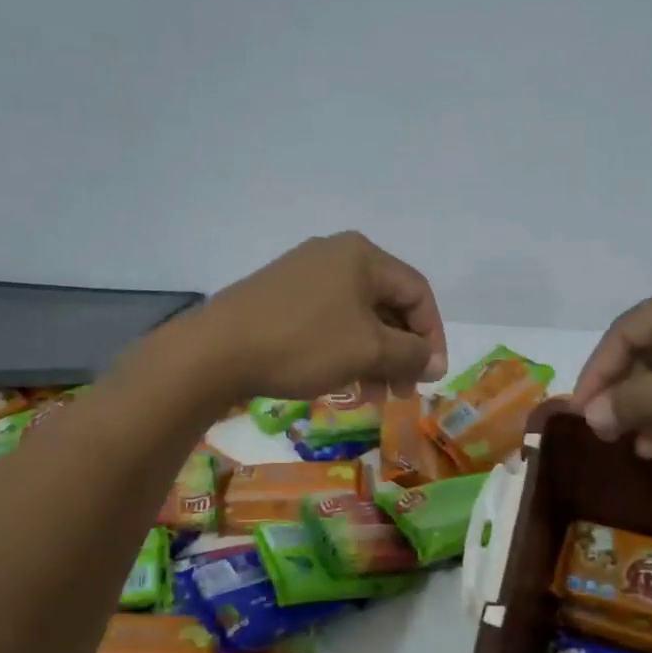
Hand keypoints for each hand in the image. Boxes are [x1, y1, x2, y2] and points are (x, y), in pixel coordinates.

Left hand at [181, 232, 446, 402]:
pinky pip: (329, 321)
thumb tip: (436, 361)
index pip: (417, 292)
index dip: (432, 336)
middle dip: (400, 353)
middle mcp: (335, 255)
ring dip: (373, 358)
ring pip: (357, 318)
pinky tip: (340, 382)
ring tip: (370, 397)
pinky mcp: (280, 296)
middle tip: (401, 393)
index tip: (430, 376)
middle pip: (387, 305)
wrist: (216, 351)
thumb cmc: (304, 344)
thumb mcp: (368, 351)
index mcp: (362, 256)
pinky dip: (344, 351)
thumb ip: (412, 354)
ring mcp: (304, 274)